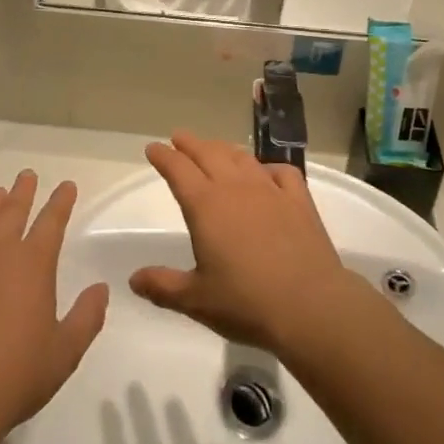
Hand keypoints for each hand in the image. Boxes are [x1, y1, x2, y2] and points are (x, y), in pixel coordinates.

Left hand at [0, 171, 108, 442]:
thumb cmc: (14, 375)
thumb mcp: (64, 353)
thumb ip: (87, 317)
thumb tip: (101, 289)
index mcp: (33, 263)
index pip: (52, 220)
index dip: (61, 201)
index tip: (67, 186)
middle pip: (14, 209)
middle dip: (24, 191)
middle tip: (27, 176)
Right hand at [129, 132, 368, 355]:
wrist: (310, 305)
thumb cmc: (246, 303)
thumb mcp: (196, 300)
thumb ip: (163, 286)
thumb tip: (133, 278)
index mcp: (206, 205)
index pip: (178, 170)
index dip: (164, 156)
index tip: (153, 148)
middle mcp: (235, 187)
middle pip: (208, 154)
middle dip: (190, 144)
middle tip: (179, 138)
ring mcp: (269, 189)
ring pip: (241, 157)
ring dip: (223, 149)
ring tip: (215, 149)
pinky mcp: (298, 199)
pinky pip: (281, 171)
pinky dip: (268, 167)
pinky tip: (266, 173)